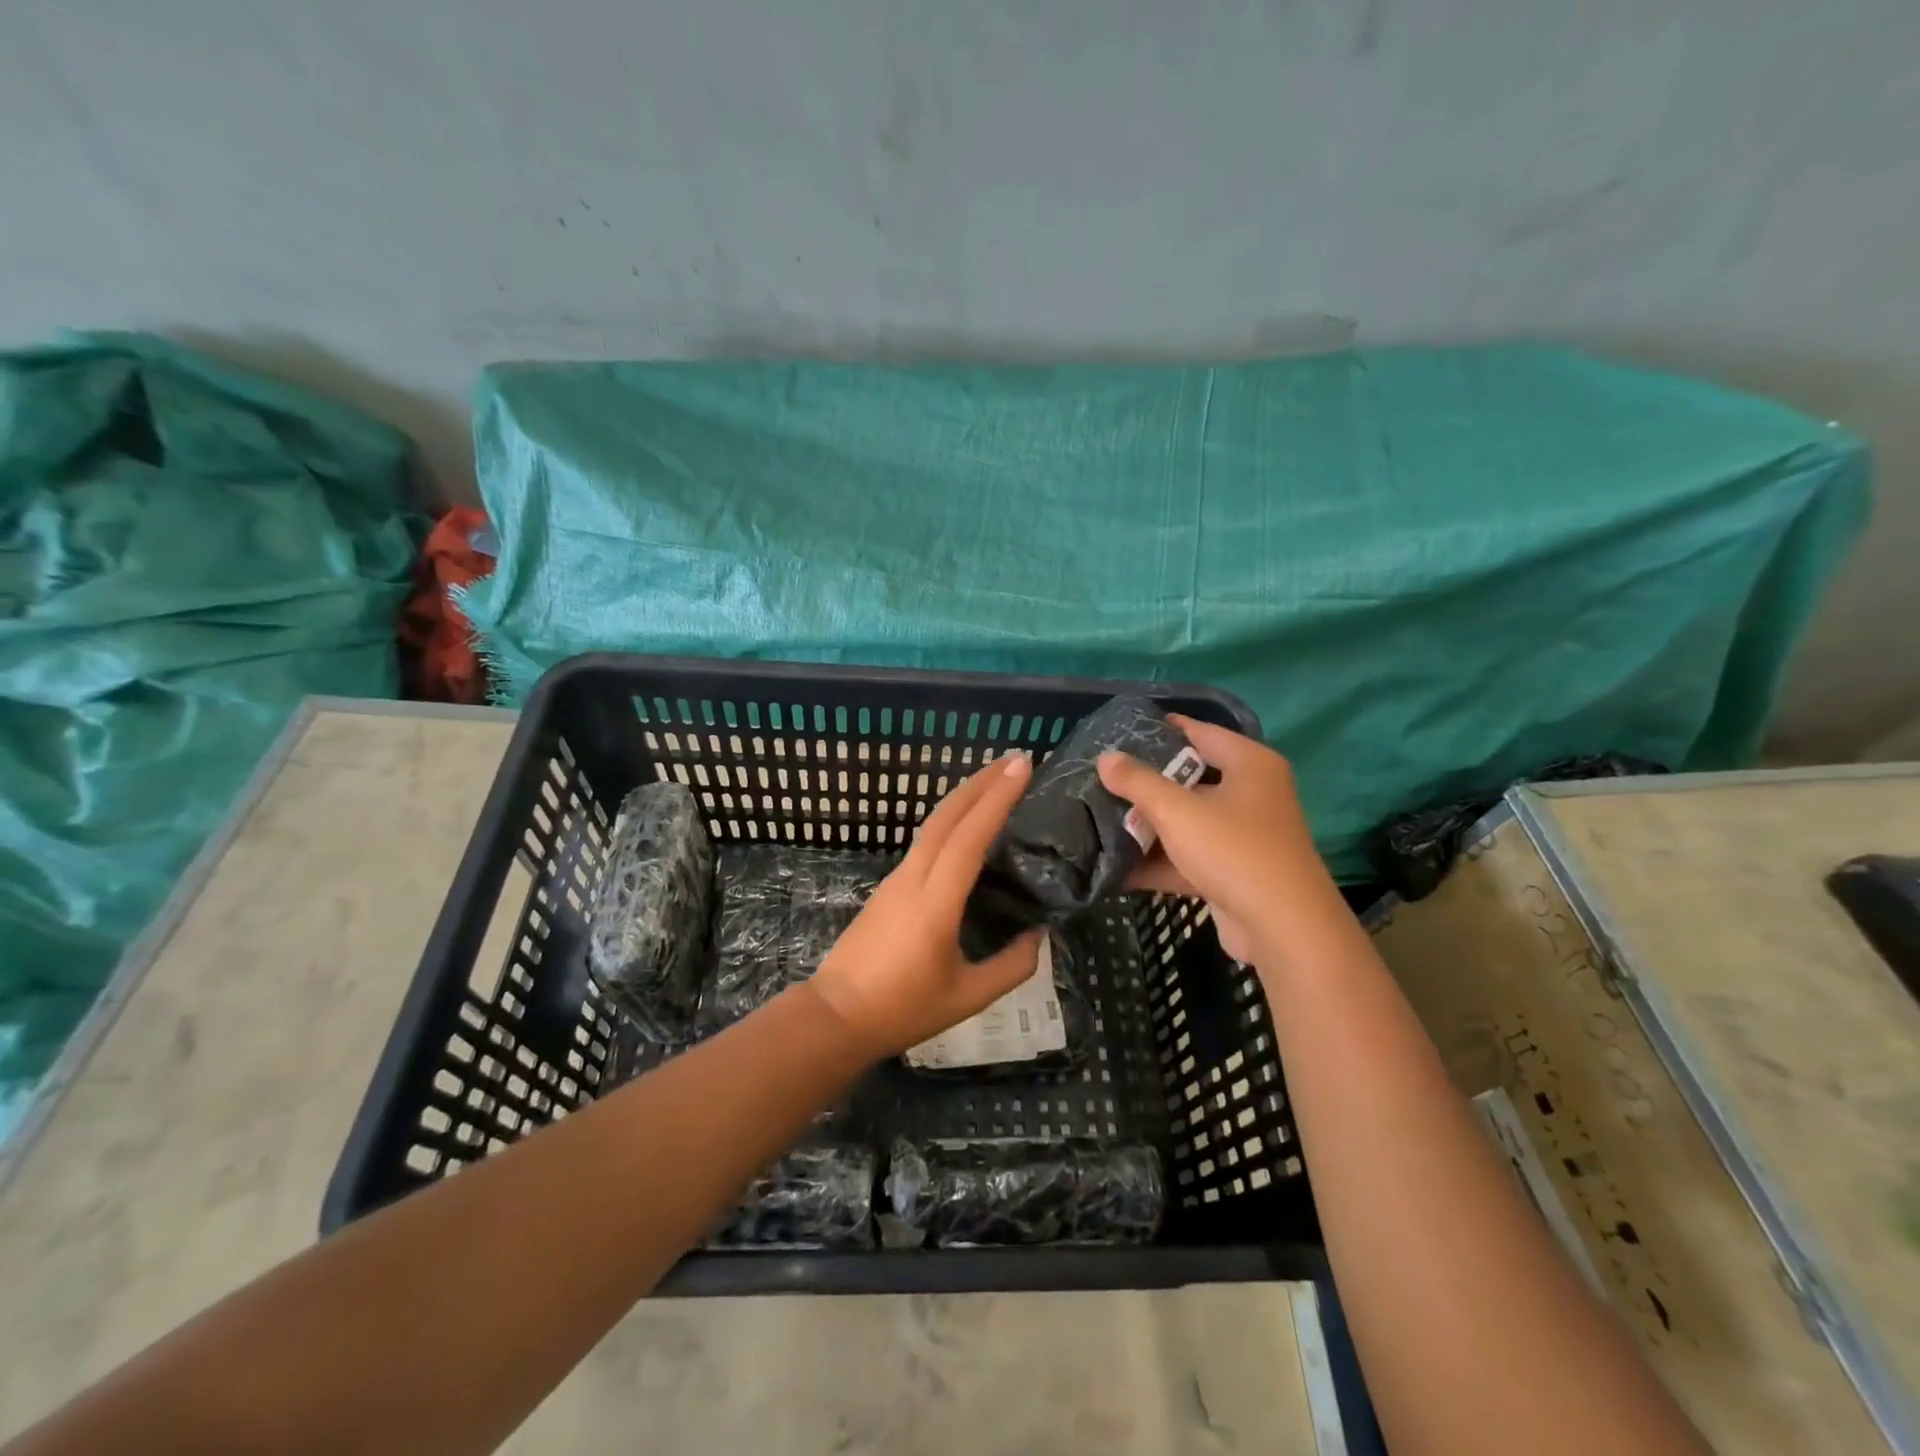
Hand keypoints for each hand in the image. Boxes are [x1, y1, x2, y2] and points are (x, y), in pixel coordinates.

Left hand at [807, 753, 1046, 1059]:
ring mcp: (896, 878)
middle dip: (981, 781)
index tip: (1022, 766)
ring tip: (996, 780)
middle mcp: (913, 877)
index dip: (997, 798)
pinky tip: (967, 823)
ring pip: (933, 823)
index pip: (970, 836)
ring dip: (965, 795)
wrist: (836, 1016)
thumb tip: (1039, 935)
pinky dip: (951, 819)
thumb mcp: (969, 996)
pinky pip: (925, 840)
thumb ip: (1012, 966)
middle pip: (947, 815)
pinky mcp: (888, 886)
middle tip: (1015, 757)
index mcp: (936, 902)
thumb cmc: (903, 1009)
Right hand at [1096, 716, 1344, 966]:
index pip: (1200, 731)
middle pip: (1190, 778)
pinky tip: (1117, 867)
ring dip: (1149, 826)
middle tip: (1102, 777)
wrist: (1282, 928)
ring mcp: (1244, 835)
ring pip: (1188, 821)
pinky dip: (1159, 861)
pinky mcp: (1234, 871)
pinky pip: (1189, 857)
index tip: (1120, 732)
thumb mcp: (1177, 810)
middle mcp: (1252, 793)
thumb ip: (1137, 781)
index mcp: (1249, 764)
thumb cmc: (1233, 850)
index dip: (1161, 729)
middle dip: (1146, 783)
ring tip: (1099, 818)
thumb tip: (1105, 758)